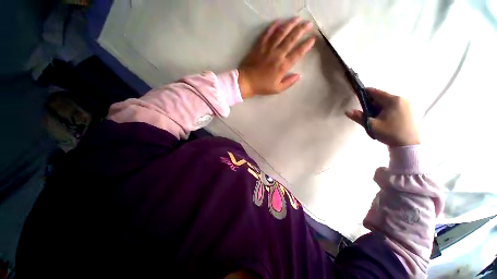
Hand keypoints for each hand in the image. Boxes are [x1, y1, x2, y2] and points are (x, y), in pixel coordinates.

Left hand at [238, 17, 315, 98]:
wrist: (247, 81)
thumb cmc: (262, 86)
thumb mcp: (277, 89)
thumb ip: (289, 82)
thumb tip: (299, 76)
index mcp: (283, 66)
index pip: (298, 53)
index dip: (306, 45)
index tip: (313, 38)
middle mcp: (277, 54)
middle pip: (291, 39)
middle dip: (301, 30)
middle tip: (308, 24)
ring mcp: (268, 48)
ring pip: (281, 33)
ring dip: (290, 24)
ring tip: (297, 19)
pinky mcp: (259, 45)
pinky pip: (267, 33)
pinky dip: (273, 26)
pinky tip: (279, 21)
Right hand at [345, 88, 419, 146]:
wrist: (408, 145)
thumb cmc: (390, 133)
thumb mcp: (371, 125)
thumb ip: (358, 117)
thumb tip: (347, 111)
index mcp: (393, 100)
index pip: (375, 92)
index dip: (365, 93)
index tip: (357, 94)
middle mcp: (402, 99)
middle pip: (382, 98)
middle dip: (372, 103)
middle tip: (365, 112)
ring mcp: (408, 105)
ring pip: (388, 103)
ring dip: (379, 107)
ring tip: (375, 118)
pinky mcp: (411, 111)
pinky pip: (395, 107)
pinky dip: (387, 110)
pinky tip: (384, 119)